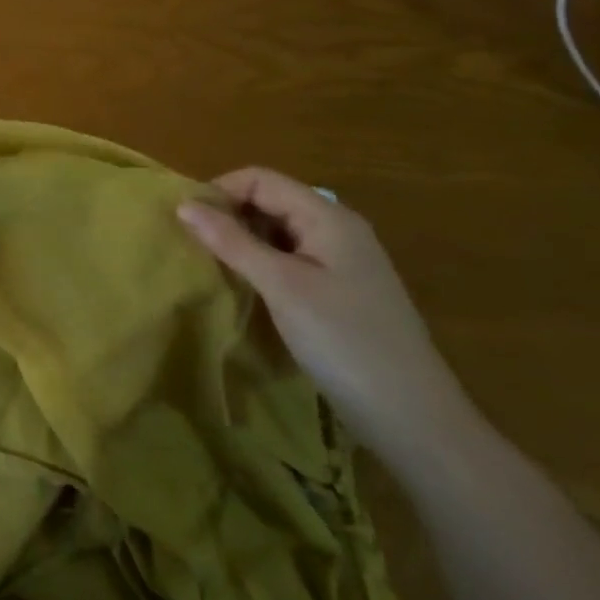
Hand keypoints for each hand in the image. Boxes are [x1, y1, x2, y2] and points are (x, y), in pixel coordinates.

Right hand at [178, 168, 472, 459]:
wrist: (414, 419)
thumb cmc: (344, 342)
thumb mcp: (281, 286)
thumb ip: (231, 242)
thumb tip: (184, 204)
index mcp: (328, 218)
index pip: (261, 179)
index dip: (220, 191)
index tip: (187, 221)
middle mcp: (337, 230)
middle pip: (270, 201)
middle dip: (229, 215)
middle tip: (194, 244)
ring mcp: (342, 262)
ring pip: (278, 231)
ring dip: (242, 240)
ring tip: (212, 265)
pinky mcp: (340, 291)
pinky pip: (290, 259)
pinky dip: (261, 263)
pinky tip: (246, 288)